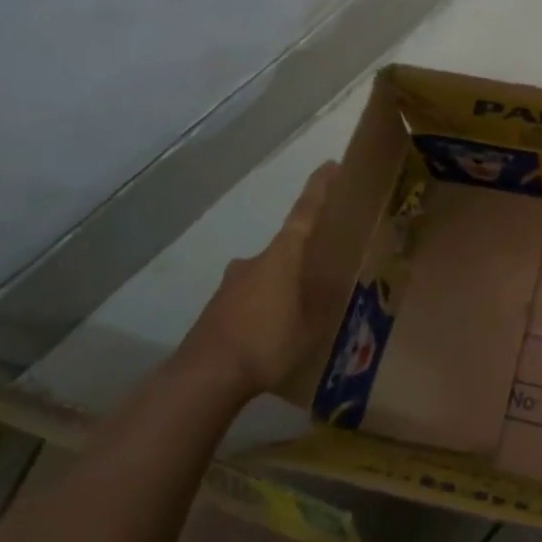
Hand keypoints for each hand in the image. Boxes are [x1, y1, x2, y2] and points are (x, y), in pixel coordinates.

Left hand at [181, 162, 338, 397]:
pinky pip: (250, 298)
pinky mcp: (217, 308)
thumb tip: (337, 284)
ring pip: (266, 275)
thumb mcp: (312, 327)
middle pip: (285, 248)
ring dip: (282, 286)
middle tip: (324, 274)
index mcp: (282, 257)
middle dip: (304, 258)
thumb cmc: (267, 344)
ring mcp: (231, 284)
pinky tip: (273, 334)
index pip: (305, 214)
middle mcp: (254, 262)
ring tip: (300, 313)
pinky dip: (264, 307)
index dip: (319, 189)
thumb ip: (324, 302)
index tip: (330, 165)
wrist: (204, 376)